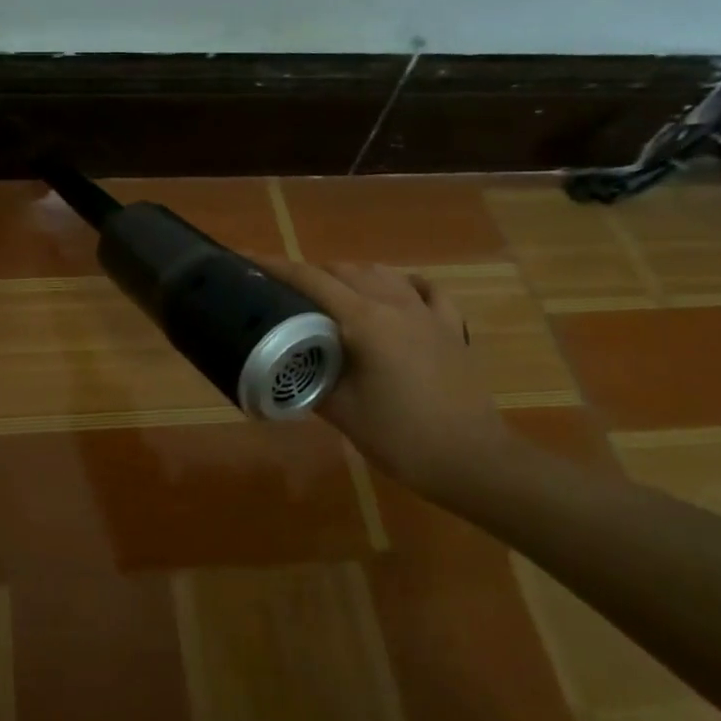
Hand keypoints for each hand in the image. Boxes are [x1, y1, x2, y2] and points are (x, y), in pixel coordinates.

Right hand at [260, 257, 507, 491]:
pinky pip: (425, 290)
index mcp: (364, 320)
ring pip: (381, 273)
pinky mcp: (451, 327)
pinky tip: (395, 293)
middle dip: (310, 274)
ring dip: (350, 275)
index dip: (276, 268)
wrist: (471, 460)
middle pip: (344, 270)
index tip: (248, 261)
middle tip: (284, 293)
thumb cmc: (399, 437)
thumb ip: (309, 377)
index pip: (311, 280)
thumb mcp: (340, 411)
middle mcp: (395, 304)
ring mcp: (428, 313)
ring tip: (330, 294)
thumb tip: (285, 363)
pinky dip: (402, 284)